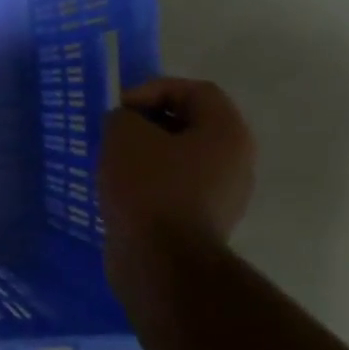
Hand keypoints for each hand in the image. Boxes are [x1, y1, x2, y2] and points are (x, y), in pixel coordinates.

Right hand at [97, 78, 256, 252]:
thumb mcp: (124, 135)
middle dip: (148, 123)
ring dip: (147, 155)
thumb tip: (127, 125)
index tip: (119, 108)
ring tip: (112, 163)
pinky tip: (122, 192)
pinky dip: (149, 184)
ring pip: (181, 159)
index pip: (195, 91)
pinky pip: (175, 188)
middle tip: (114, 133)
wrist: (161, 260)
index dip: (153, 89)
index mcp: (227, 132)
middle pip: (190, 124)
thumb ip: (123, 116)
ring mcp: (223, 195)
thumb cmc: (148, 187)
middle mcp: (236, 161)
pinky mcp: (203, 222)